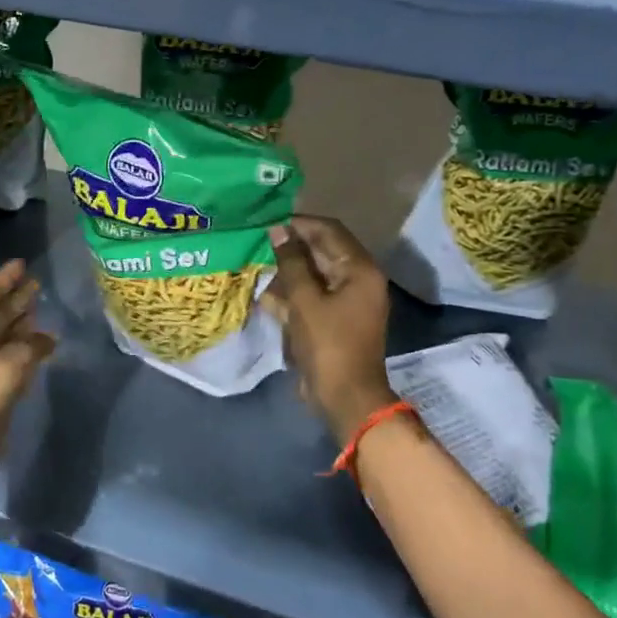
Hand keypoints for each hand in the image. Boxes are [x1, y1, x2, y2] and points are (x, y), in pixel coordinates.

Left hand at [0, 260, 56, 481]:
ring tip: (42, 308)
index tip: (21, 264)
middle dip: (16, 297)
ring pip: (7, 335)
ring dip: (23, 322)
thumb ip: (33, 344)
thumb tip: (48, 338)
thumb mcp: (13, 360)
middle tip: (37, 283)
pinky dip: (29, 348)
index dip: (4, 278)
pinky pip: (14, 357)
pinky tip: (45, 345)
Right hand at [266, 216, 396, 443]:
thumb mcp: (305, 300)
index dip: (299, 223)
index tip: (268, 221)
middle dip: (290, 246)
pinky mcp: (334, 318)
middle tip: (257, 241)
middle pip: (322, 250)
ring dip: (287, 269)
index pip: (329, 230)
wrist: (344, 396)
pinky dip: (291, 291)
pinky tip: (265, 292)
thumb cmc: (328, 344)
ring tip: (256, 264)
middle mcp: (358, 279)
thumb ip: (291, 262)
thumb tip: (278, 229)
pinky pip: (312, 294)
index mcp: (360, 269)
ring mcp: (347, 300)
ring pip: (314, 273)